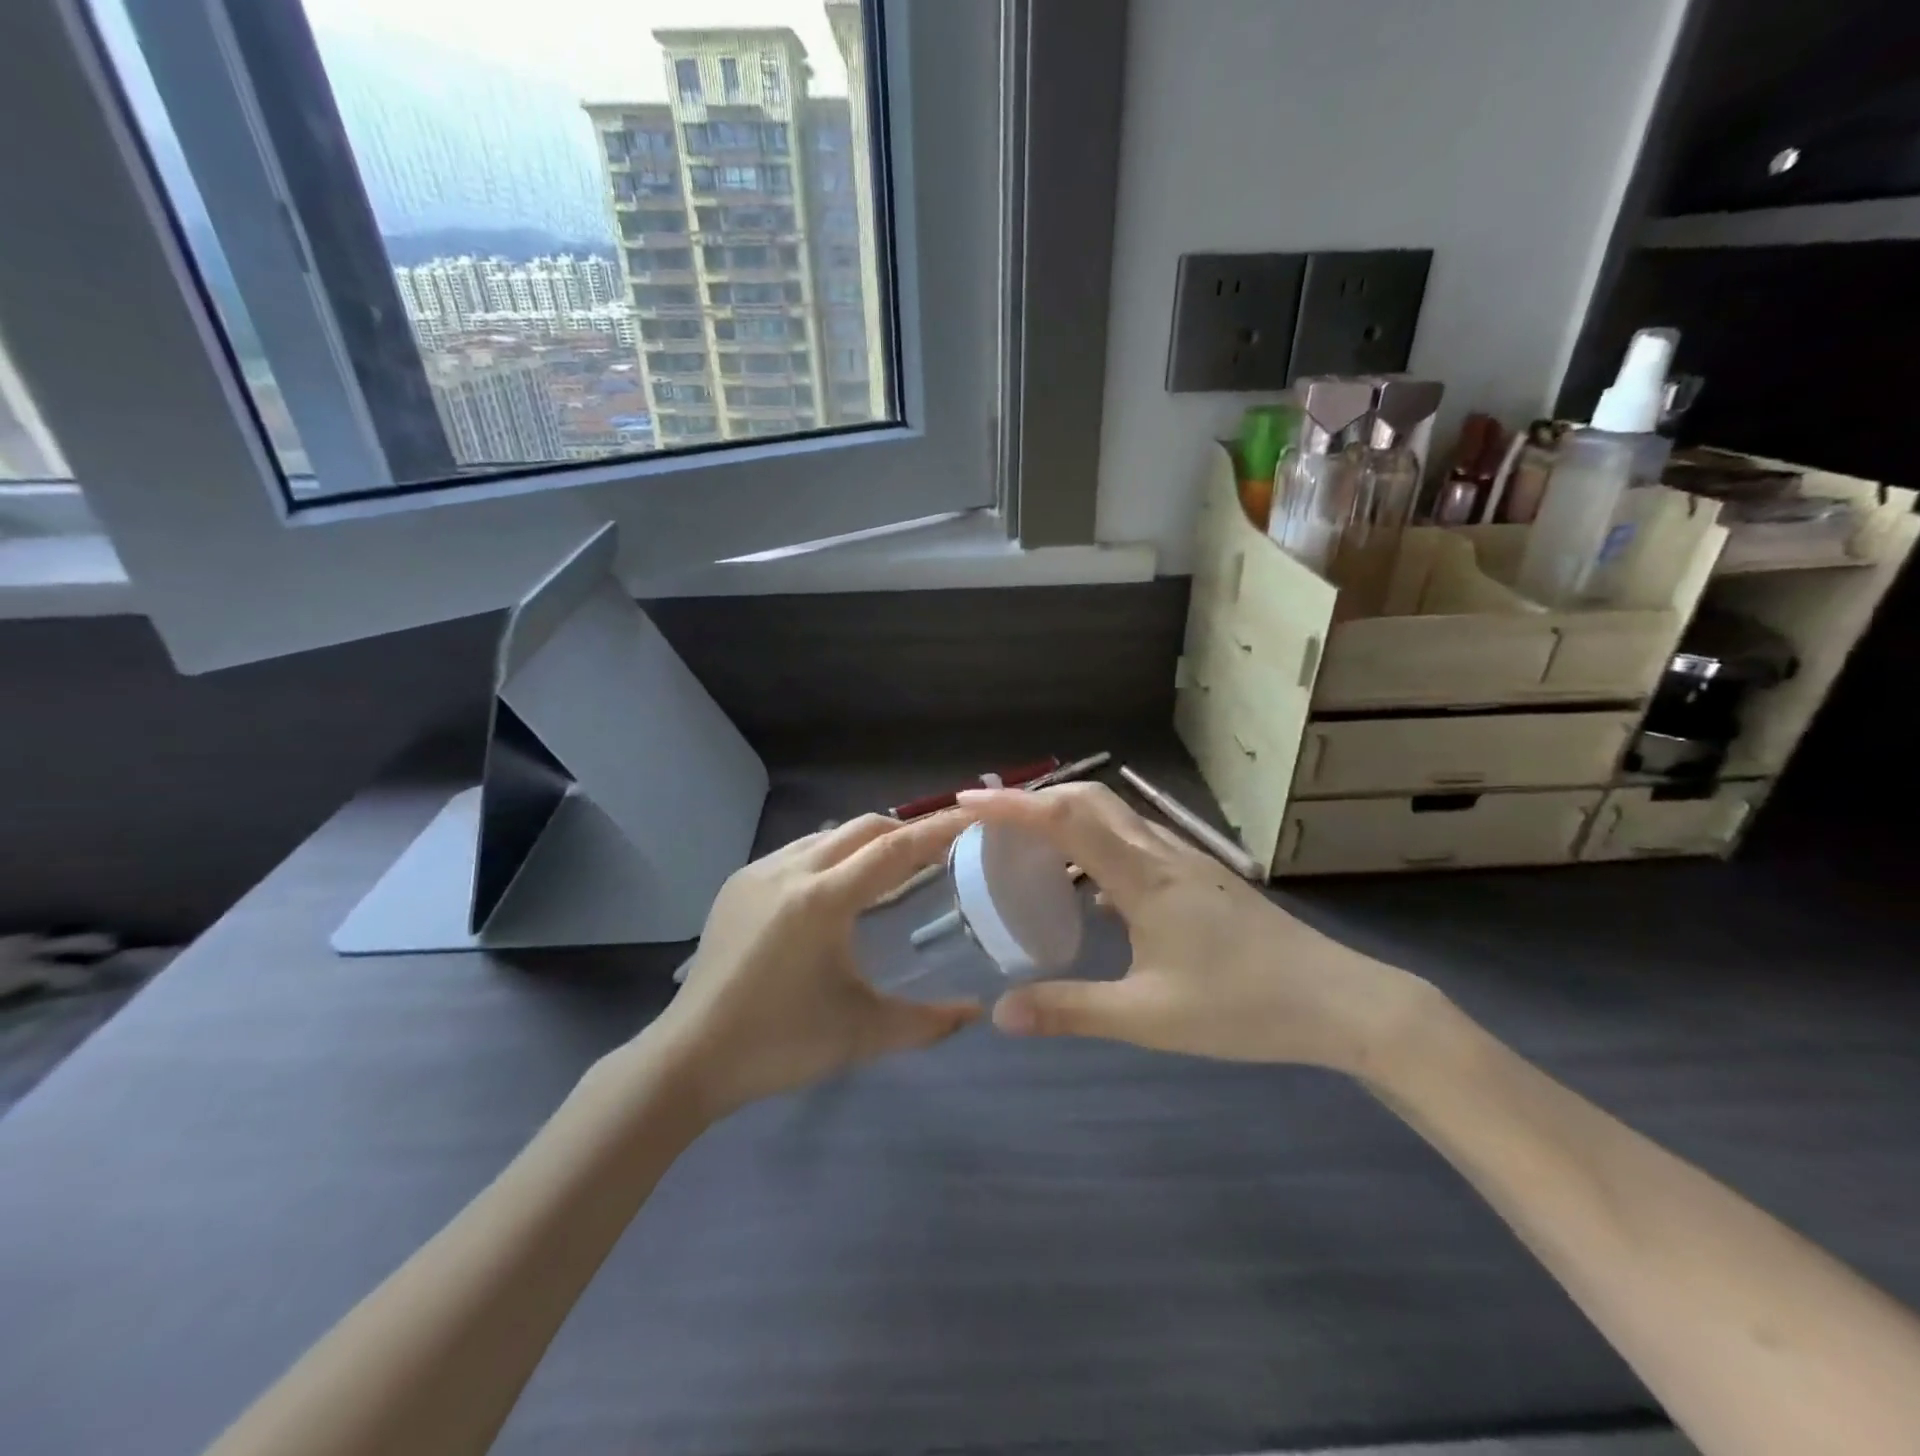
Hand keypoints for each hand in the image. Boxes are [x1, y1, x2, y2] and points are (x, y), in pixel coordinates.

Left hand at [651, 812, 981, 1117]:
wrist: (689, 1057)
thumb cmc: (781, 1043)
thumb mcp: (862, 1034)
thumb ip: (927, 1022)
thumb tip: (976, 1013)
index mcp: (823, 900)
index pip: (893, 850)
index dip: (936, 830)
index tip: (969, 817)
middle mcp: (791, 870)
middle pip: (862, 828)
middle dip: (903, 831)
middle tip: (936, 851)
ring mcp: (759, 872)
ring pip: (827, 835)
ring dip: (864, 842)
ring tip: (889, 871)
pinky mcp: (738, 883)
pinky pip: (797, 851)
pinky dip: (830, 856)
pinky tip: (835, 890)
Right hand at [957, 784, 1426, 1072]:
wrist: (1338, 1001)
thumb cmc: (1242, 1006)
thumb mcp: (1148, 1017)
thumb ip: (1071, 1011)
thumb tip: (1001, 1013)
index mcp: (1143, 877)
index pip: (1066, 819)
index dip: (1013, 805)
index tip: (968, 801)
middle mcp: (1161, 854)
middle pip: (1090, 800)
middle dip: (1036, 800)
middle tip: (993, 824)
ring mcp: (1185, 861)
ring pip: (1115, 817)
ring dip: (1067, 818)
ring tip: (1030, 848)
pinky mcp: (1199, 877)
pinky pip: (1134, 841)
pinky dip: (1096, 843)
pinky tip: (1089, 887)